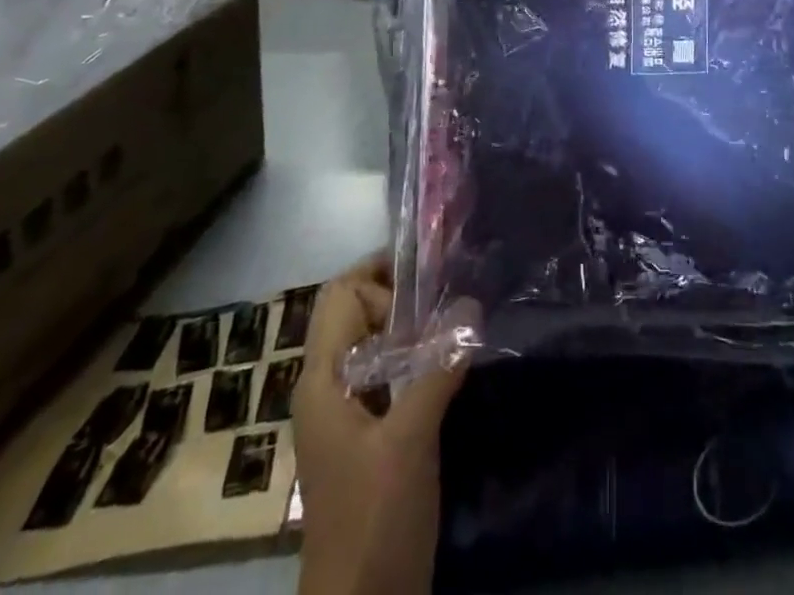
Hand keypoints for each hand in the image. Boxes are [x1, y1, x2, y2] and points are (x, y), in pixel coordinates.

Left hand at [293, 252, 472, 594]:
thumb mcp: (410, 440)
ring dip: (413, 330)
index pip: (340, 294)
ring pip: (376, 345)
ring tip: (458, 323)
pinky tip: (451, 366)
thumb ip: (438, 367)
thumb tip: (471, 304)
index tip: (430, 277)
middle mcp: (328, 387)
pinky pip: (389, 377)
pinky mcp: (368, 438)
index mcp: (322, 380)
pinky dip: (416, 360)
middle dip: (401, 297)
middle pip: (357, 314)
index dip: (380, 275)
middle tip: (450, 299)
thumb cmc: (374, 519)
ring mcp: (347, 415)